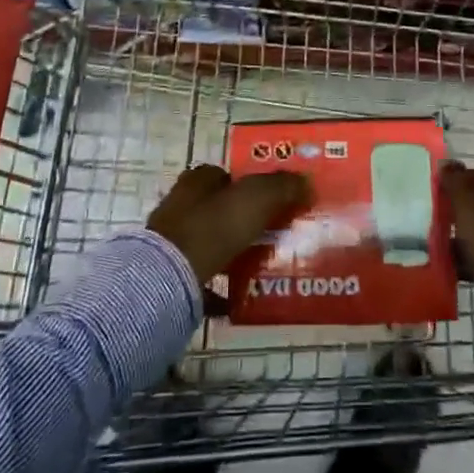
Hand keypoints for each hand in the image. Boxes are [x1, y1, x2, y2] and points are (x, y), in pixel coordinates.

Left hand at [147, 165, 310, 284]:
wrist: (168, 279)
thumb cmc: (213, 228)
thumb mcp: (256, 199)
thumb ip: (282, 187)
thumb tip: (305, 181)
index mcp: (197, 182)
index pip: (224, 175)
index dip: (247, 184)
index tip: (271, 201)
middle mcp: (180, 206)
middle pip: (216, 208)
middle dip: (239, 219)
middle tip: (269, 233)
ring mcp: (171, 241)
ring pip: (208, 242)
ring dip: (229, 251)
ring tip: (258, 265)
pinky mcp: (168, 274)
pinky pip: (200, 278)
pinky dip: (217, 286)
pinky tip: (236, 297)